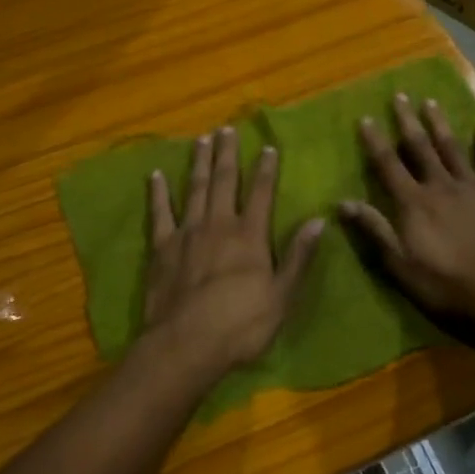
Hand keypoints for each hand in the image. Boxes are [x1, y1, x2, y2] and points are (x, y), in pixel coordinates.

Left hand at [144, 126, 324, 380]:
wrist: (186, 344)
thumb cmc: (240, 326)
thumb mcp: (282, 296)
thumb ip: (299, 256)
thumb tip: (318, 220)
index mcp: (250, 236)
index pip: (262, 193)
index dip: (266, 169)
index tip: (268, 147)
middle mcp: (219, 224)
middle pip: (225, 181)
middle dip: (228, 154)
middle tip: (226, 128)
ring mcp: (187, 233)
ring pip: (195, 188)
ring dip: (199, 163)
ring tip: (201, 139)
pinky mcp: (162, 247)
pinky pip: (160, 213)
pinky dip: (158, 193)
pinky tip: (155, 175)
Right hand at [340, 93, 474, 320]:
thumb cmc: (444, 282)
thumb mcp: (399, 263)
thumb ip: (374, 229)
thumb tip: (342, 202)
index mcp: (413, 202)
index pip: (388, 165)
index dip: (376, 141)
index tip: (366, 118)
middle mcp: (440, 186)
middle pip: (420, 148)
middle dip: (408, 121)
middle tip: (400, 95)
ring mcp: (473, 188)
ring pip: (453, 149)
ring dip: (440, 125)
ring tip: (431, 102)